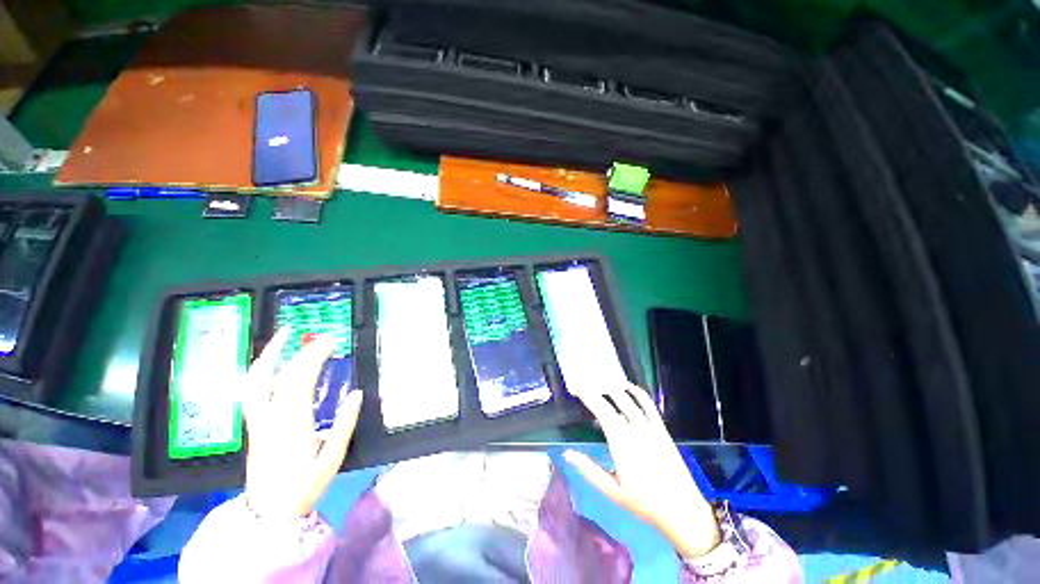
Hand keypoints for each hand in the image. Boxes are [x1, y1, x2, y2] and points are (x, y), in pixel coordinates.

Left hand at [241, 328, 363, 520]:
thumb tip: (357, 393)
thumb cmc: (304, 485)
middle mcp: (270, 417)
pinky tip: (271, 365)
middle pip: (279, 375)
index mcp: (292, 423)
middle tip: (313, 336)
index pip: (300, 379)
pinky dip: (261, 372)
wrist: (269, 512)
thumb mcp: (332, 458)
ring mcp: (257, 421)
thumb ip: (345, 424)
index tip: (330, 342)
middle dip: (297, 351)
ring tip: (281, 338)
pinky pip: (252, 392)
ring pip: (255, 382)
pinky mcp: (254, 426)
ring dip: (268, 356)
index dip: (314, 356)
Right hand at [564, 382, 720, 557]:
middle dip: (597, 388)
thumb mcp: (612, 491)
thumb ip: (589, 470)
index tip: (577, 385)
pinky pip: (649, 405)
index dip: (588, 395)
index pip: (601, 410)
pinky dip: (638, 393)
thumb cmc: (644, 503)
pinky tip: (629, 387)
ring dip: (614, 387)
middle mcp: (635, 429)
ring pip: (629, 400)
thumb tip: (566, 453)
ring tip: (600, 380)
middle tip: (584, 380)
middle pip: (613, 400)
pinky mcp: (662, 430)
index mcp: (621, 442)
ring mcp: (650, 428)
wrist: (682, 510)